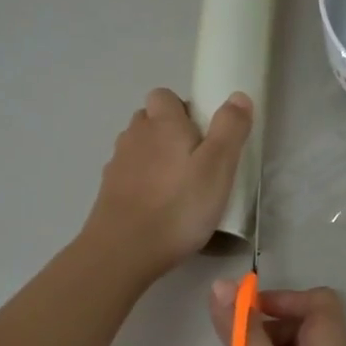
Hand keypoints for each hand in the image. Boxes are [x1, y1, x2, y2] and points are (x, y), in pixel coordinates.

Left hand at [84, 88, 251, 279]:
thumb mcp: (218, 167)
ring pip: (138, 148)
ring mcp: (117, 165)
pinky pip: (129, 176)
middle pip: (149, 121)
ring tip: (178, 188)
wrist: (124, 250)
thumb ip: (230, 129)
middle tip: (195, 163)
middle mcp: (134, 136)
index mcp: (162, 124)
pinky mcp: (108, 192)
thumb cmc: (179, 207)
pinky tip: (157, 208)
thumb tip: (238, 96)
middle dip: (169, 133)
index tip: (203, 135)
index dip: (183, 109)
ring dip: (155, 159)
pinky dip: (142, 184)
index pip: (164, 96)